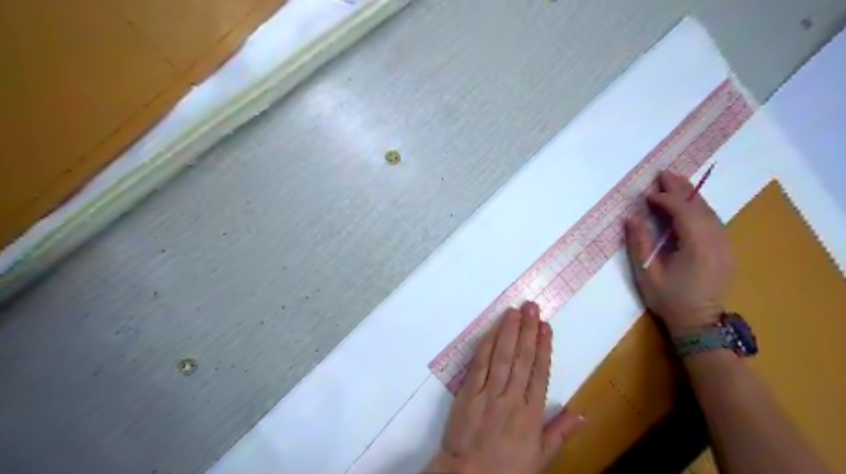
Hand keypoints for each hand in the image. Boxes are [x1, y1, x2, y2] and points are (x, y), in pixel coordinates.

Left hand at [426, 304, 586, 473]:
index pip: (540, 373)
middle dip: (527, 331)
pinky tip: (492, 330)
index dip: (544, 347)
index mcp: (532, 414)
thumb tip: (583, 413)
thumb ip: (560, 431)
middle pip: (522, 359)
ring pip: (502, 357)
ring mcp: (489, 394)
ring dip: (509, 332)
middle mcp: (512, 399)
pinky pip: (479, 365)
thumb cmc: (506, 467)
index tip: (546, 326)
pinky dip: (486, 346)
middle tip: (532, 307)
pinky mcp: (468, 393)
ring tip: (515, 311)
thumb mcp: (540, 456)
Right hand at [619, 173, 733, 334]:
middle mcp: (716, 240)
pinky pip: (712, 219)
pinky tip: (687, 203)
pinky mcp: (724, 248)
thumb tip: (631, 217)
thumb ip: (639, 242)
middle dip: (681, 187)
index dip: (665, 199)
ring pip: (708, 211)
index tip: (646, 195)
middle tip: (663, 173)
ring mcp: (724, 244)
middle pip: (699, 205)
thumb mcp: (647, 273)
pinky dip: (698, 207)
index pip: (683, 211)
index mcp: (697, 245)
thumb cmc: (669, 299)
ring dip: (690, 195)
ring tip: (673, 182)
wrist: (699, 323)